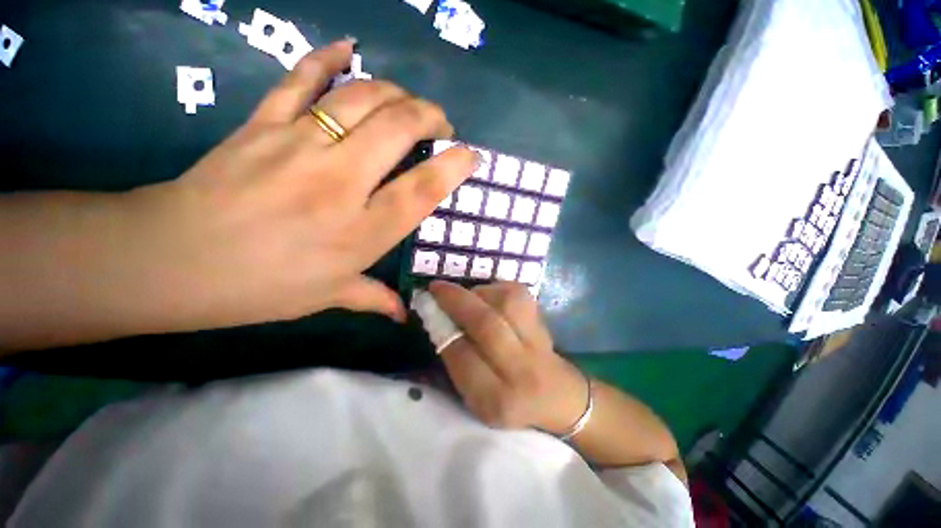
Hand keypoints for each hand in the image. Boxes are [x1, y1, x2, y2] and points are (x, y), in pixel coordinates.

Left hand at [110, 40, 476, 333]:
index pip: (422, 190)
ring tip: (408, 101)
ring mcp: (300, 145)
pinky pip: (301, 79)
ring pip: (361, 98)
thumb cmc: (261, 287)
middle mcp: (340, 183)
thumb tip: (404, 315)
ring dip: (396, 92)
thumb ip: (374, 299)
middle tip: (440, 122)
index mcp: (361, 232)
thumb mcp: (329, 296)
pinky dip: (328, 58)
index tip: (470, 155)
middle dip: (430, 116)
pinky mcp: (263, 123)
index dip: (453, 167)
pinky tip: (349, 49)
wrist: (173, 260)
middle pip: (398, 129)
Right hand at [429, 281, 589, 434]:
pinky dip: (497, 289)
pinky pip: (518, 294)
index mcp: (496, 399)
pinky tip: (489, 296)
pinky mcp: (544, 322)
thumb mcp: (474, 397)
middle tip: (437, 288)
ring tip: (467, 295)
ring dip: (479, 292)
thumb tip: (438, 320)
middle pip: (487, 325)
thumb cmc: (507, 398)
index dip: (442, 329)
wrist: (556, 395)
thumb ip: (456, 363)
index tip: (429, 310)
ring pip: (506, 303)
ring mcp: (537, 343)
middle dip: (456, 301)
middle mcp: (520, 371)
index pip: (463, 357)